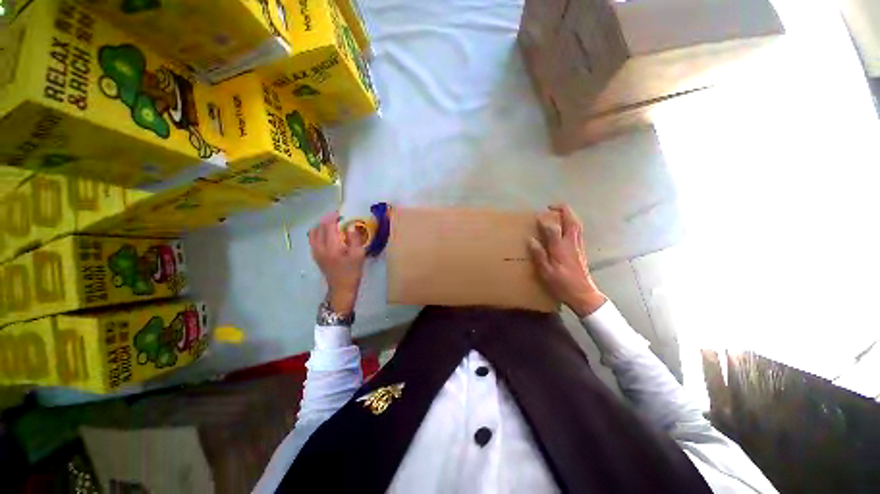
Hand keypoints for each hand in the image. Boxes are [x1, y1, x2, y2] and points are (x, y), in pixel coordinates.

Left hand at [309, 212, 366, 314]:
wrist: (341, 288)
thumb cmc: (352, 272)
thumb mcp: (359, 255)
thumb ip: (354, 239)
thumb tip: (350, 226)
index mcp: (332, 247)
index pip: (329, 226)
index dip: (334, 217)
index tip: (341, 213)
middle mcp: (320, 247)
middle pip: (319, 227)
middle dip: (327, 220)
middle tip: (337, 217)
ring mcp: (316, 252)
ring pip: (313, 233)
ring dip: (321, 226)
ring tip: (331, 224)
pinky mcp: (315, 256)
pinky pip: (313, 239)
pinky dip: (318, 233)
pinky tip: (326, 234)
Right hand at [528, 204, 606, 317]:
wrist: (583, 295)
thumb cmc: (562, 284)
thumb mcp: (546, 272)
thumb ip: (539, 255)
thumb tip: (531, 240)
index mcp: (560, 248)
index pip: (553, 228)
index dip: (545, 221)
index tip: (537, 217)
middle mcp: (571, 243)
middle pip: (571, 221)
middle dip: (563, 210)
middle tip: (551, 207)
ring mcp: (578, 246)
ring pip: (577, 224)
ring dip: (569, 215)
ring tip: (558, 213)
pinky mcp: (581, 250)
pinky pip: (578, 231)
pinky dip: (572, 223)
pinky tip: (566, 227)